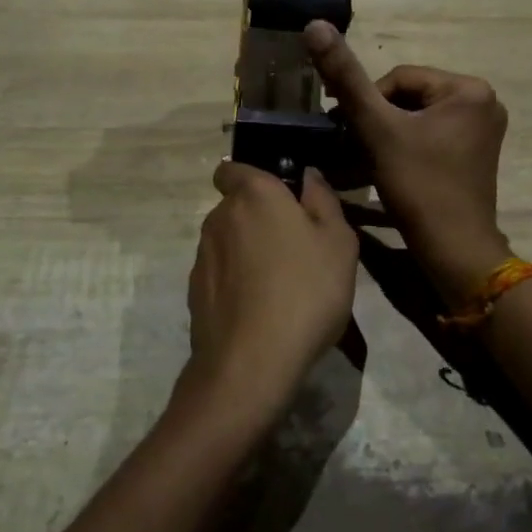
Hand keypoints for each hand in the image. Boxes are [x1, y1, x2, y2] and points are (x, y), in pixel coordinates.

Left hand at [179, 161, 358, 426]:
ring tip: (281, 284)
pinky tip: (261, 309)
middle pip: (236, 206)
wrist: (252, 363)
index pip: (233, 168)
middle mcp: (220, 217)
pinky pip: (220, 273)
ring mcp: (202, 256)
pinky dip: (236, 282)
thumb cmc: (305, 291)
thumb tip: (308, 175)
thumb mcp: (338, 242)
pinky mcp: (194, 291)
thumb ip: (323, 199)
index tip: (281, 198)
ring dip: (248, 252)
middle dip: (259, 218)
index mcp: (254, 194)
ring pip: (228, 241)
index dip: (253, 177)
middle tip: (296, 247)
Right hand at [304, 21, 511, 304]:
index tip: (346, 130)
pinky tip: (387, 168)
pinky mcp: (475, 154)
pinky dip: (406, 147)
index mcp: (468, 89)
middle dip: (378, 120)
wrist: (454, 251)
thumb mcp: (377, 129)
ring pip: (417, 118)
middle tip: (352, 146)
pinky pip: (432, 137)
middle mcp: (483, 102)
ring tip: (365, 159)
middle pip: (409, 97)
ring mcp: (482, 130)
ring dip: (387, 135)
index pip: (399, 78)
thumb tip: (315, 25)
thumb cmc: (419, 186)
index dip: (367, 103)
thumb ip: (346, 78)